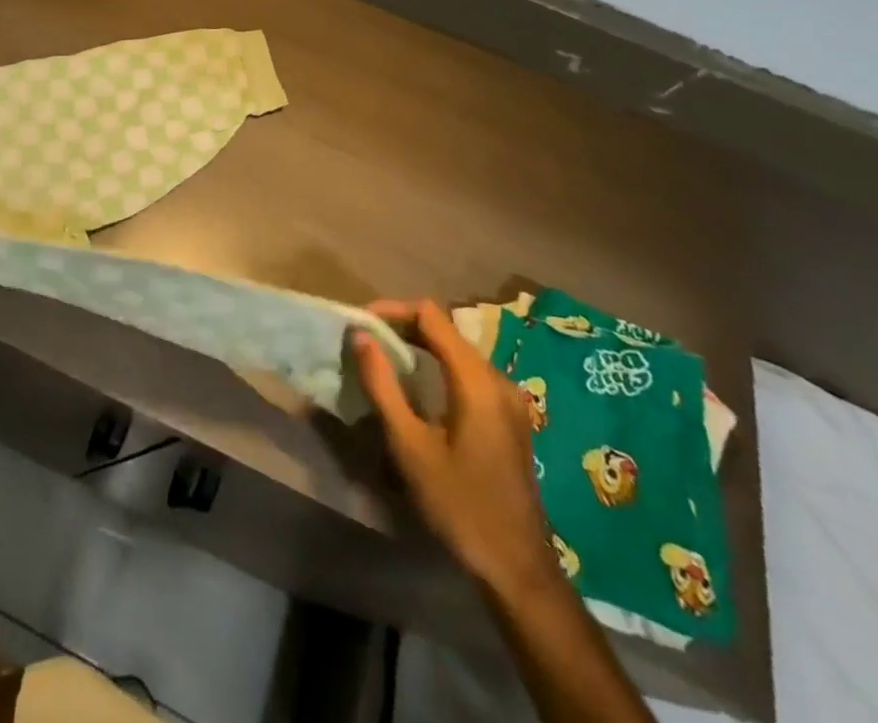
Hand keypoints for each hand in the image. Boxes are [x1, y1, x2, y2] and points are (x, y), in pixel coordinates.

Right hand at [352, 298, 559, 600]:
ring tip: (382, 359)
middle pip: (444, 329)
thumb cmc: (460, 504)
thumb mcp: (410, 445)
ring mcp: (509, 398)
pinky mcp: (508, 417)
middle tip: (365, 341)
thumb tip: (360, 335)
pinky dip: (436, 365)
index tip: (360, 324)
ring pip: (455, 349)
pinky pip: (467, 371)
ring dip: (418, 345)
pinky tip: (415, 387)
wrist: (517, 568)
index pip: (431, 315)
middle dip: (401, 326)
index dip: (392, 310)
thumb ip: (383, 384)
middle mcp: (498, 379)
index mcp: (477, 380)